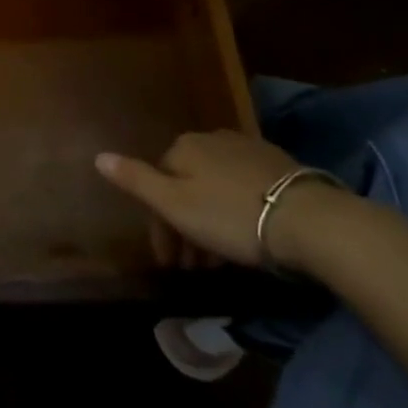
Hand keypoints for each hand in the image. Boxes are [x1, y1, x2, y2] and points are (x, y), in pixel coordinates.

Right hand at [96, 131, 338, 268]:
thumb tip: (98, 156)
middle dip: (184, 226)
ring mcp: (247, 149)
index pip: (157, 183)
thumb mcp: (175, 204)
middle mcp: (211, 139)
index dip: (159, 226)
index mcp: (183, 147)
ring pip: (215, 187)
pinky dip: (234, 210)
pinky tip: (247, 235)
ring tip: (220, 262)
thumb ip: (135, 180)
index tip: (169, 263)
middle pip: (186, 184)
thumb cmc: (231, 215)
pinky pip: (242, 188)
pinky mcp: (278, 165)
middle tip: (193, 268)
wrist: (309, 219)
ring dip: (209, 222)